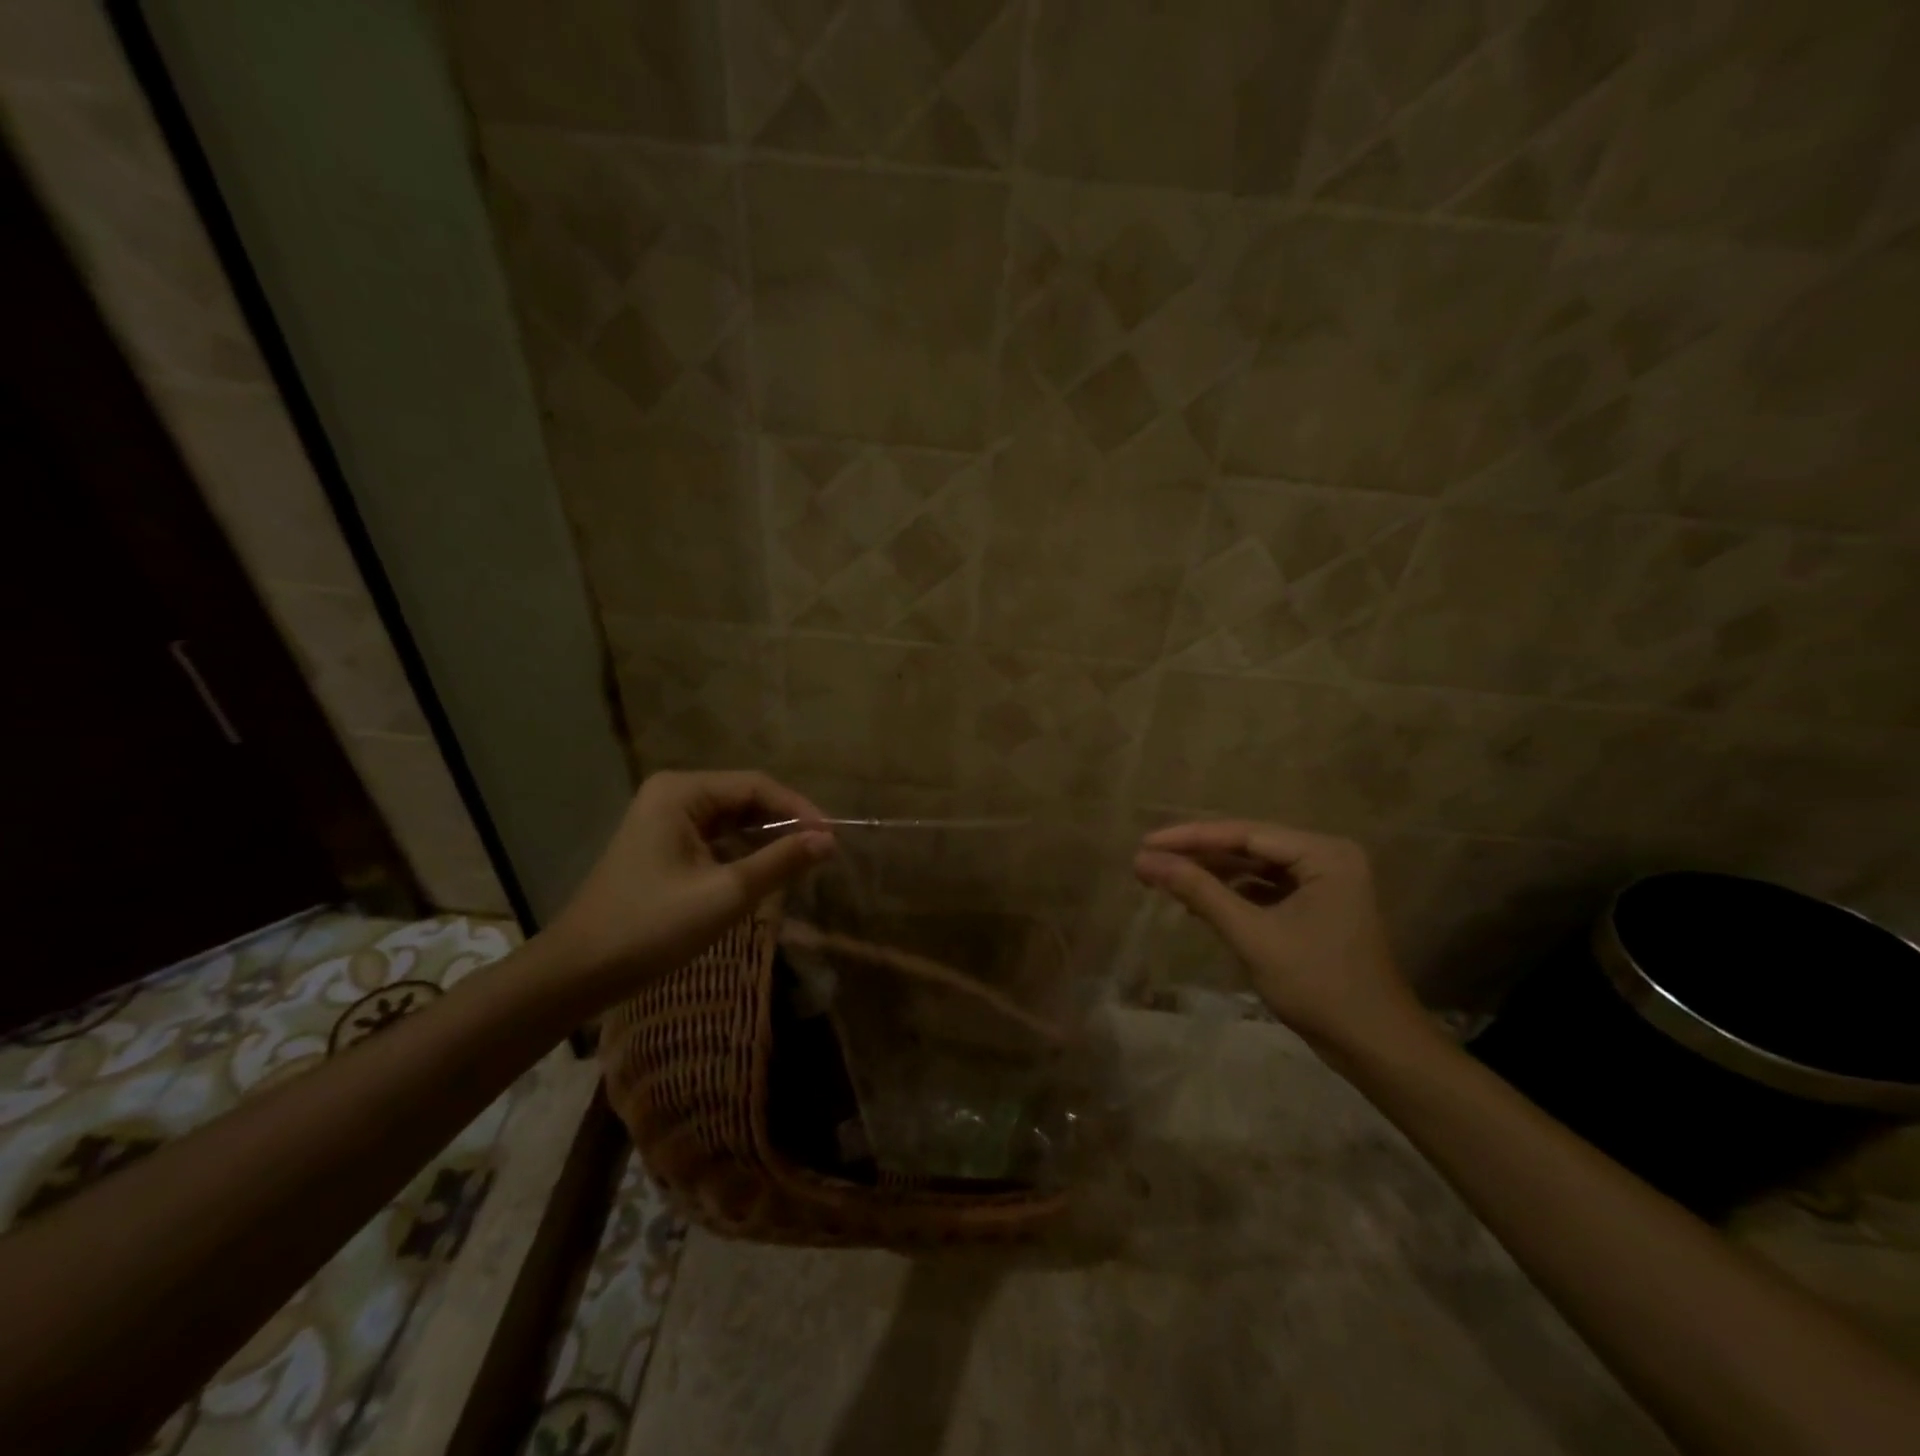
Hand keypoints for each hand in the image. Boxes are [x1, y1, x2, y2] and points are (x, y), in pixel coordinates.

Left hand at [541, 770, 832, 1009]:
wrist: (577, 972)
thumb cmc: (651, 927)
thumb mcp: (726, 894)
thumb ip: (781, 862)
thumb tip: (829, 841)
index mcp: (682, 792)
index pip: (756, 786)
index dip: (799, 809)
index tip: (832, 838)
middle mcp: (672, 795)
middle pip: (744, 798)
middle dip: (784, 823)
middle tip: (821, 851)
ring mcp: (663, 820)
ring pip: (731, 820)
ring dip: (765, 839)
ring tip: (801, 862)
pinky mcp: (661, 846)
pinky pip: (715, 838)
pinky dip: (743, 852)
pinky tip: (764, 871)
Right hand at [1134, 821, 1426, 1055]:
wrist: (1375, 1047)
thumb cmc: (1318, 986)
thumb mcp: (1252, 935)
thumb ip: (1199, 891)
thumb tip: (1145, 861)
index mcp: (1323, 853)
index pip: (1245, 833)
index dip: (1190, 838)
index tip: (1146, 842)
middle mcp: (1327, 857)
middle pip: (1249, 845)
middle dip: (1198, 854)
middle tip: (1149, 858)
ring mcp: (1324, 883)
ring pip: (1255, 866)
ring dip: (1212, 873)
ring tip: (1165, 877)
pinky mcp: (1317, 907)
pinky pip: (1266, 888)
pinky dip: (1232, 893)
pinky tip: (1198, 900)